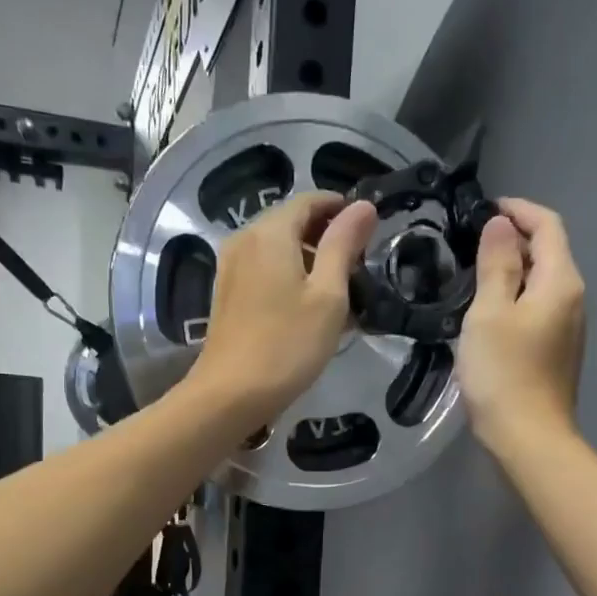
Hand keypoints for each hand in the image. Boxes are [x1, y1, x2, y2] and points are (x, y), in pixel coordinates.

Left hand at [186, 191, 379, 429]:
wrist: (230, 395)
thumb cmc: (287, 345)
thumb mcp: (328, 295)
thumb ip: (344, 245)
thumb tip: (363, 205)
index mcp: (270, 231)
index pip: (311, 200)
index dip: (342, 209)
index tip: (369, 232)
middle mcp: (245, 239)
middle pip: (291, 222)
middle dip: (326, 237)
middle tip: (358, 268)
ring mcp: (230, 268)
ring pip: (278, 249)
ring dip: (309, 261)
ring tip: (338, 293)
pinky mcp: (227, 295)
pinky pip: (264, 271)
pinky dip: (288, 278)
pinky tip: (308, 309)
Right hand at [459, 198, 586, 449]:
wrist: (528, 437)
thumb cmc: (504, 372)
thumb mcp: (489, 313)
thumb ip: (496, 264)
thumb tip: (501, 225)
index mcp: (561, 281)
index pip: (548, 225)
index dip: (519, 210)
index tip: (484, 209)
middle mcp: (574, 298)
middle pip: (550, 252)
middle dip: (514, 240)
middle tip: (471, 244)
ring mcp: (569, 327)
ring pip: (543, 283)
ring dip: (514, 270)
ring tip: (475, 275)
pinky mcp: (558, 351)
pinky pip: (539, 308)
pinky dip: (517, 298)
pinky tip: (489, 314)